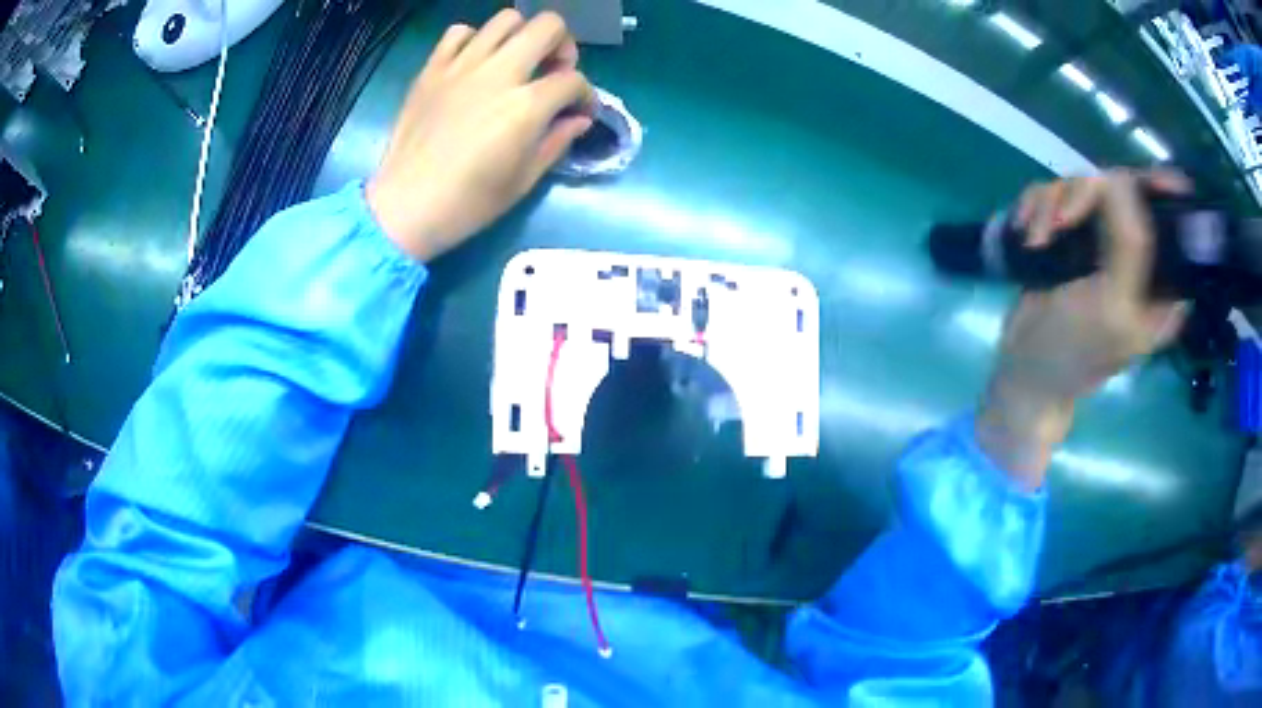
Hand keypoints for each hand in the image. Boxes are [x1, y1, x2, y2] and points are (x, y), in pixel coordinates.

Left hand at [366, 11, 595, 260]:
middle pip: (548, 26)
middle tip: (553, 71)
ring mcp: (461, 66)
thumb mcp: (524, 180)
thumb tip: (578, 119)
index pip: (573, 80)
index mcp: (525, 106)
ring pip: (506, 19)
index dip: (586, 95)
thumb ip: (557, 141)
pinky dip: (475, 40)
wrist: (405, 206)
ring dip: (522, 36)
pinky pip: (459, 32)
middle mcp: (498, 74)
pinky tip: (476, 63)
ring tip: (517, 62)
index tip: (580, 111)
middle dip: (563, 45)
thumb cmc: (468, 203)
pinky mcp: (433, 69)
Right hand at [977, 170, 1188, 488]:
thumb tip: (1119, 180)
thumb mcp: (1113, 304)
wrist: (1026, 367)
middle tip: (1066, 220)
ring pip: (1082, 185)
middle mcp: (1134, 253)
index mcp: (1160, 280)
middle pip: (1123, 187)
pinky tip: (1028, 234)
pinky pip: (1054, 193)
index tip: (1149, 177)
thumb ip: (1130, 244)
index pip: (1172, 220)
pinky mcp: (1069, 234)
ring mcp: (1099, 240)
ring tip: (1038, 241)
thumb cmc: (1075, 349)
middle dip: (1089, 194)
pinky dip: (1036, 208)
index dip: (1163, 188)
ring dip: (1053, 206)